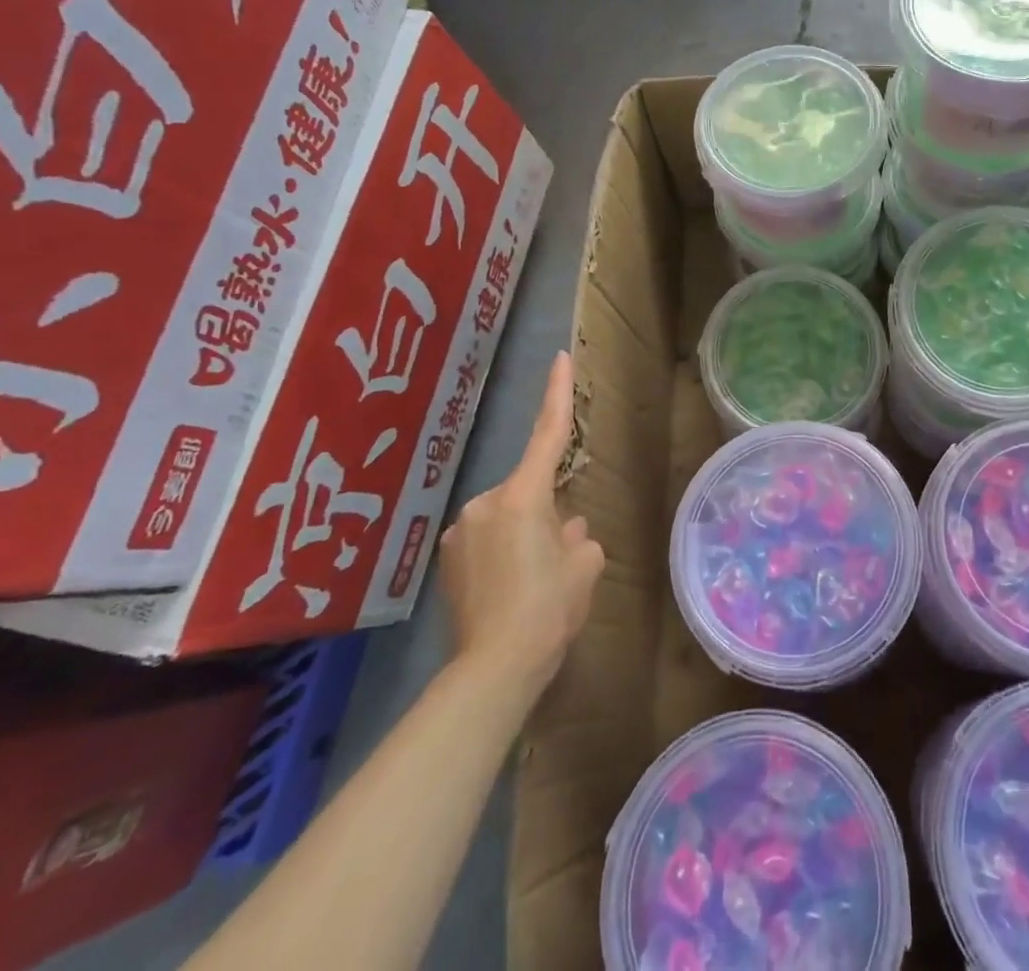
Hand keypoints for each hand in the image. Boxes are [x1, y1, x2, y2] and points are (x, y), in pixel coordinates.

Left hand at [438, 351, 604, 694]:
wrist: (493, 670)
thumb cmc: (549, 609)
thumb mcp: (583, 567)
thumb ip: (579, 536)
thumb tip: (568, 527)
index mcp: (523, 497)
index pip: (547, 434)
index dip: (557, 394)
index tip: (561, 358)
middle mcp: (484, 503)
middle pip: (527, 491)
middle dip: (545, 512)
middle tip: (557, 558)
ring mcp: (458, 531)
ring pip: (505, 517)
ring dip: (522, 534)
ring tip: (530, 582)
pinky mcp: (445, 559)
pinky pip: (483, 540)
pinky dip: (499, 553)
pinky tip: (507, 590)